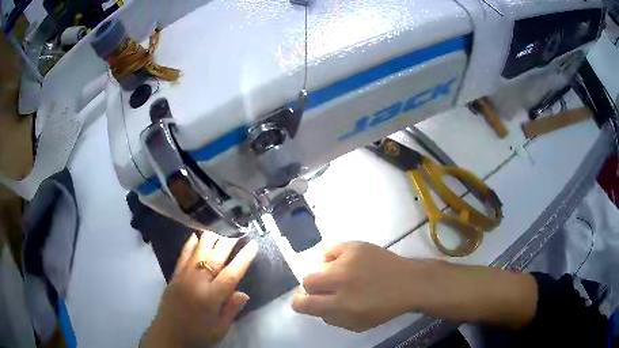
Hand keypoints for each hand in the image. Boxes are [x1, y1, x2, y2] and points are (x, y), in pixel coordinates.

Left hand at [141, 233, 257, 347]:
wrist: (168, 334)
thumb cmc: (197, 335)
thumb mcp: (219, 329)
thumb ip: (231, 310)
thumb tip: (244, 293)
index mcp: (211, 298)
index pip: (231, 274)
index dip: (244, 258)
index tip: (253, 244)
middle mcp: (197, 283)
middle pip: (214, 257)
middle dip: (227, 241)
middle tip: (237, 230)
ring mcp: (183, 277)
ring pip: (198, 252)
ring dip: (210, 238)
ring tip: (220, 227)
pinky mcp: (174, 276)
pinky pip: (183, 256)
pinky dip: (190, 244)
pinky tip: (195, 235)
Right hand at [292, 241, 420, 331]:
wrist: (409, 283)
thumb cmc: (384, 308)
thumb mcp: (356, 324)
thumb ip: (331, 318)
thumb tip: (315, 306)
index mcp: (340, 305)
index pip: (303, 303)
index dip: (299, 303)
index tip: (304, 302)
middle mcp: (340, 281)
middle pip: (308, 281)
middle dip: (312, 288)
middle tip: (326, 289)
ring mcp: (347, 261)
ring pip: (320, 265)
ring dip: (327, 274)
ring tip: (344, 276)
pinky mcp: (355, 246)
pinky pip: (331, 250)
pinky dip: (334, 258)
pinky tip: (347, 263)